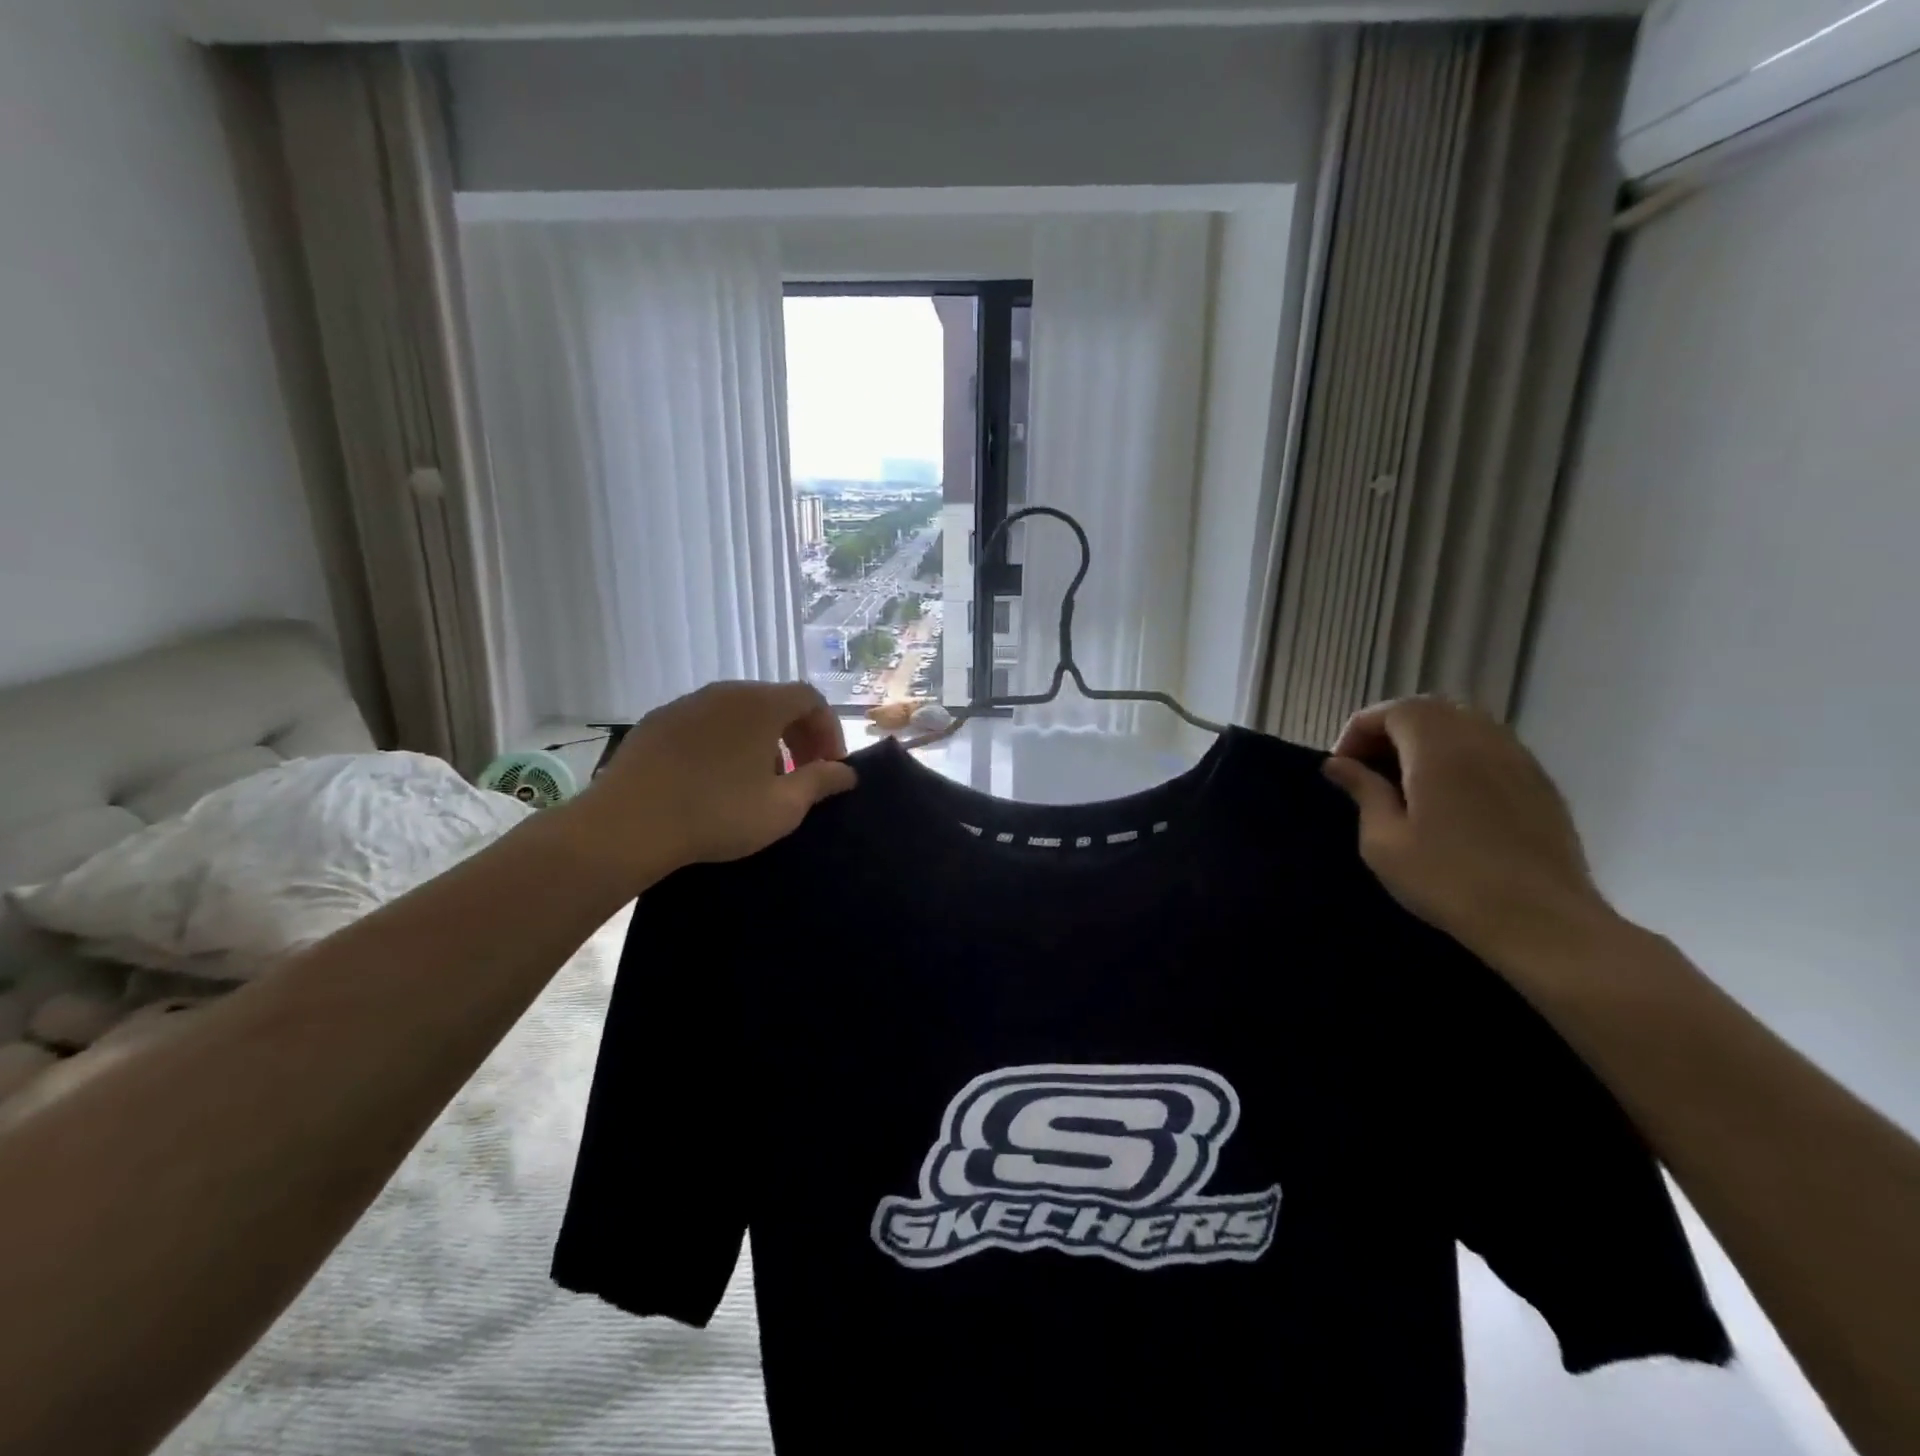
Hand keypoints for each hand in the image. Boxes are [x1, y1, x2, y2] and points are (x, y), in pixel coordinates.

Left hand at [566, 681, 855, 880]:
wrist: (628, 824)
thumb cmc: (717, 813)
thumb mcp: (782, 807)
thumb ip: (820, 783)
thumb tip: (846, 773)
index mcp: (761, 704)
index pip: (810, 698)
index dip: (828, 731)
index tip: (829, 768)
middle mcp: (725, 692)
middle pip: (775, 702)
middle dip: (797, 736)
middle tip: (800, 775)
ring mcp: (687, 704)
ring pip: (739, 713)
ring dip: (762, 740)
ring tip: (760, 780)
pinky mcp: (657, 722)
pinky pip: (707, 723)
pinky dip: (726, 742)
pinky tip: (716, 779)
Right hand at [1322, 697, 1621, 971]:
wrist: (1541, 922)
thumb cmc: (1448, 880)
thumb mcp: (1383, 841)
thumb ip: (1362, 792)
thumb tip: (1338, 764)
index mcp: (1438, 748)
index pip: (1391, 711)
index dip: (1358, 731)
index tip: (1342, 767)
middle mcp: (1481, 738)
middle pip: (1428, 710)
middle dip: (1390, 730)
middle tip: (1368, 769)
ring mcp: (1518, 758)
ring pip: (1462, 724)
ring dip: (1425, 741)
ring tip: (1405, 781)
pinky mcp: (1539, 782)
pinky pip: (1490, 748)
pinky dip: (1458, 755)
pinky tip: (1448, 796)